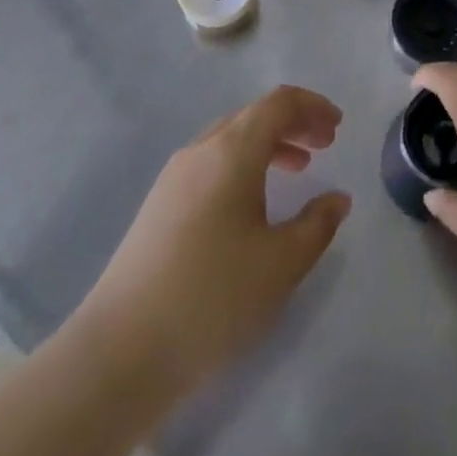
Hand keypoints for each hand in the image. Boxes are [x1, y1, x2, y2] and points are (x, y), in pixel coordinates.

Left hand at [76, 86, 352, 393]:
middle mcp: (202, 149)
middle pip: (254, 115)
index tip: (337, 126)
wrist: (119, 352)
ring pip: (231, 139)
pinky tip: (252, 204)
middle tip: (325, 145)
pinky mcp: (159, 205)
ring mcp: (174, 176)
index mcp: (233, 150)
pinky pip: (212, 162)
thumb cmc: (212, 297)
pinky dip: (243, 165)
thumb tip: (337, 199)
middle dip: (294, 123)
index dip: (313, 106)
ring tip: (297, 170)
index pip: (279, 102)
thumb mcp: (281, 264)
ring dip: (269, 144)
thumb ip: (317, 224)